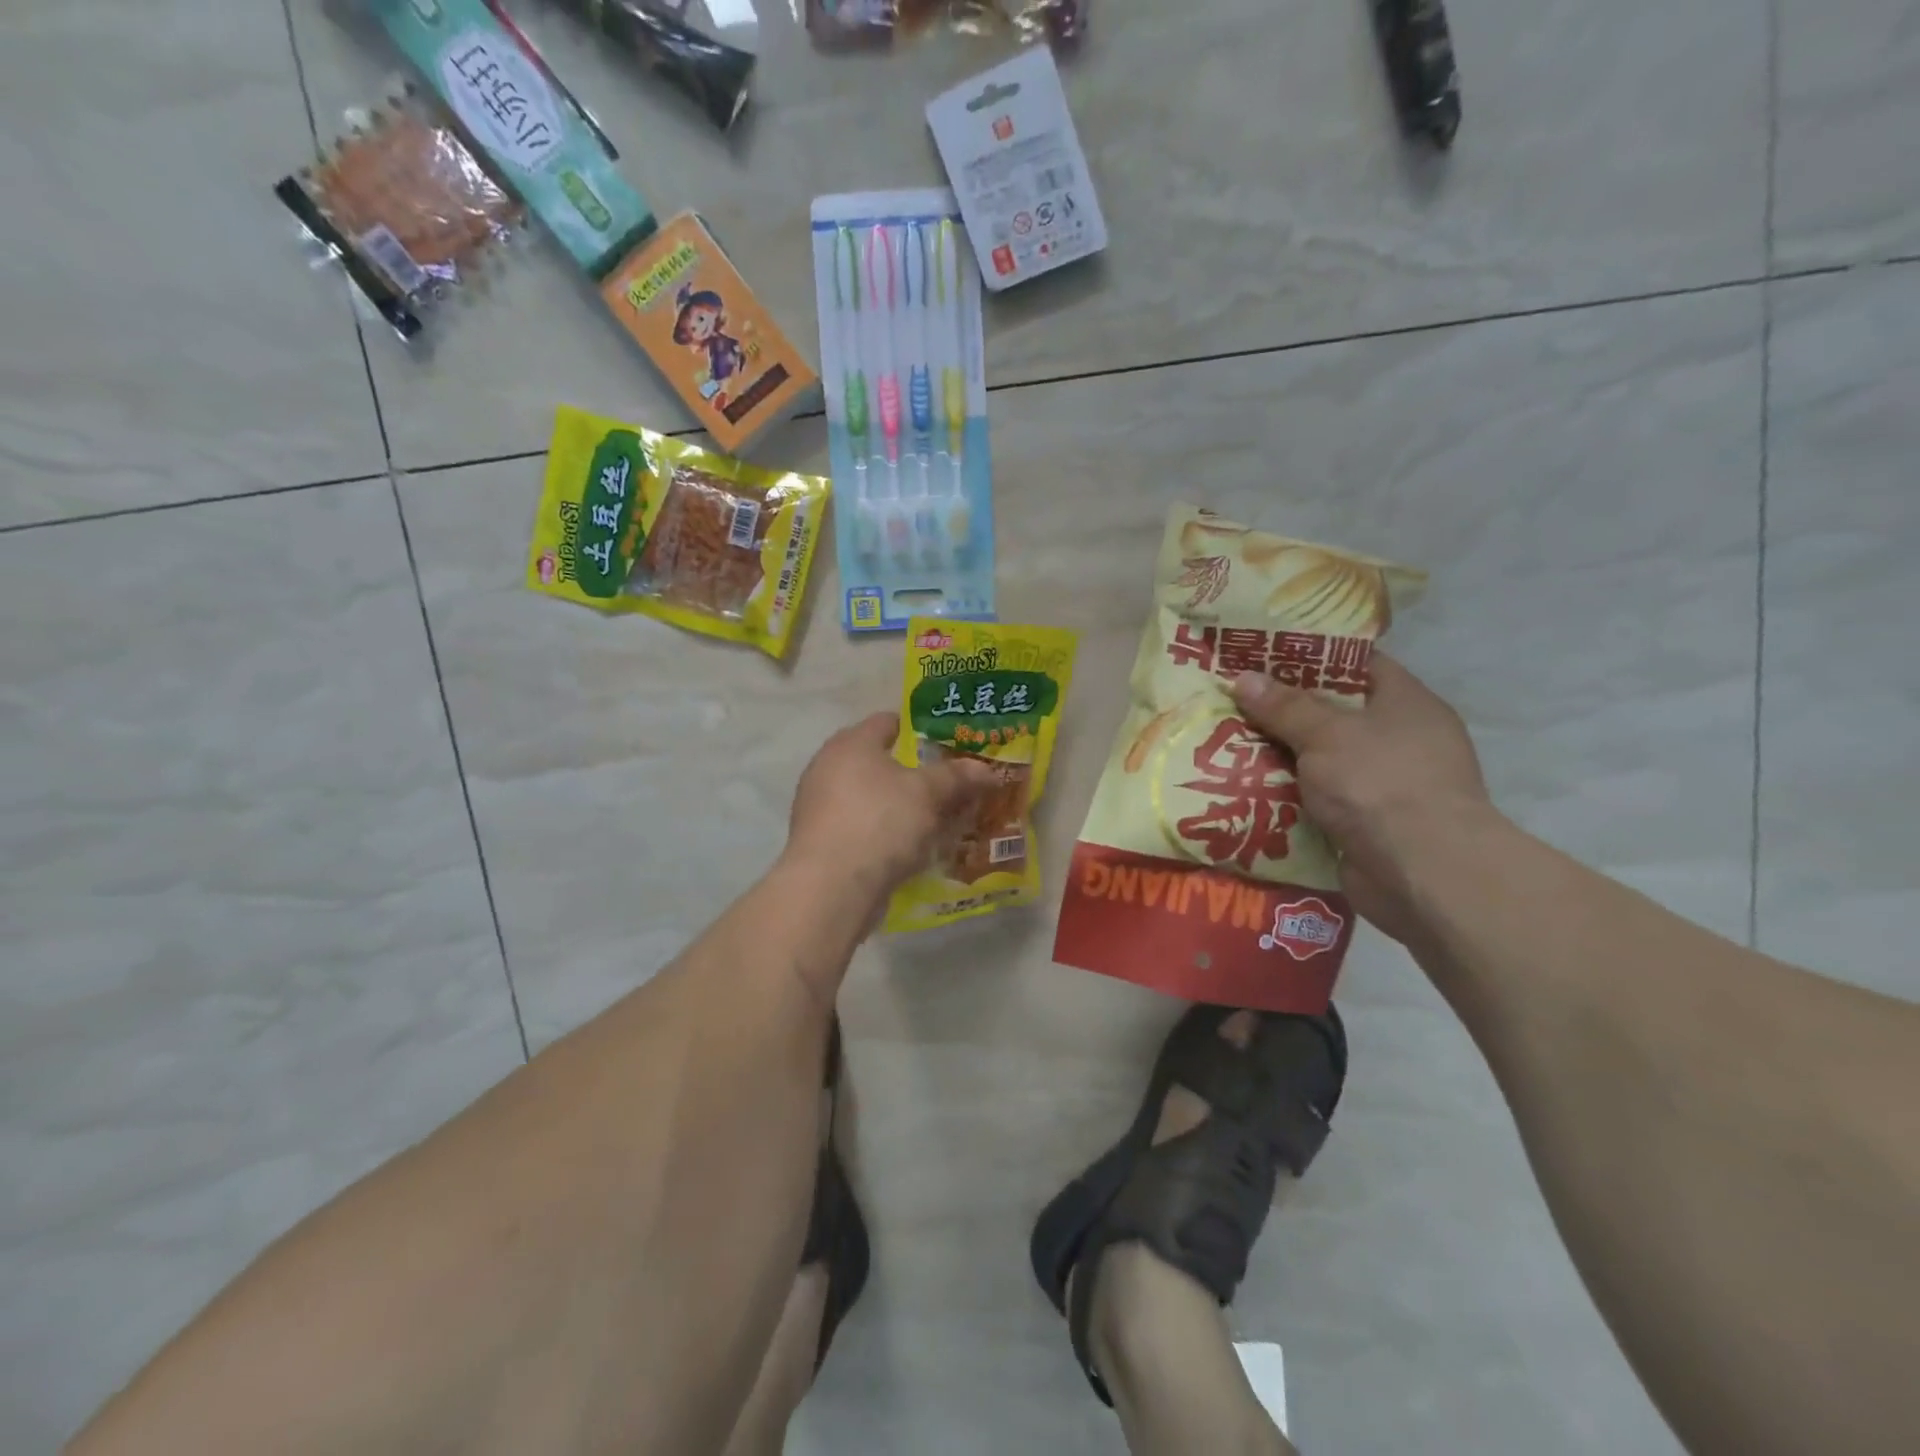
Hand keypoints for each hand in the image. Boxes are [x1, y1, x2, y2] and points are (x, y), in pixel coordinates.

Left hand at [785, 712, 996, 898]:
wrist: (832, 888)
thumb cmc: (880, 821)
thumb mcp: (928, 793)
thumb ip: (957, 776)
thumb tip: (986, 769)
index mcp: (851, 743)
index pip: (888, 721)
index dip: (920, 728)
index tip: (950, 741)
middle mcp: (829, 768)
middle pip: (882, 763)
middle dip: (917, 774)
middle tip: (953, 783)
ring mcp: (822, 808)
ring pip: (875, 800)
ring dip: (905, 808)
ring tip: (942, 819)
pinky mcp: (824, 844)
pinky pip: (866, 829)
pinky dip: (890, 834)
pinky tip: (917, 849)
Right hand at [1230, 654, 1491, 940]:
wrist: (1422, 873)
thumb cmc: (1380, 783)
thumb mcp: (1326, 733)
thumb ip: (1284, 706)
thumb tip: (1242, 678)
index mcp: (1405, 703)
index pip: (1356, 664)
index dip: (1310, 657)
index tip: (1263, 656)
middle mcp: (1399, 740)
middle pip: (1332, 715)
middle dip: (1282, 711)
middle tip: (1231, 701)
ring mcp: (1384, 786)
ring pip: (1320, 761)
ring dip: (1278, 758)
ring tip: (1224, 744)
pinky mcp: (1366, 825)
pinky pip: (1316, 800)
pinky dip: (1286, 797)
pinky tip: (1241, 789)